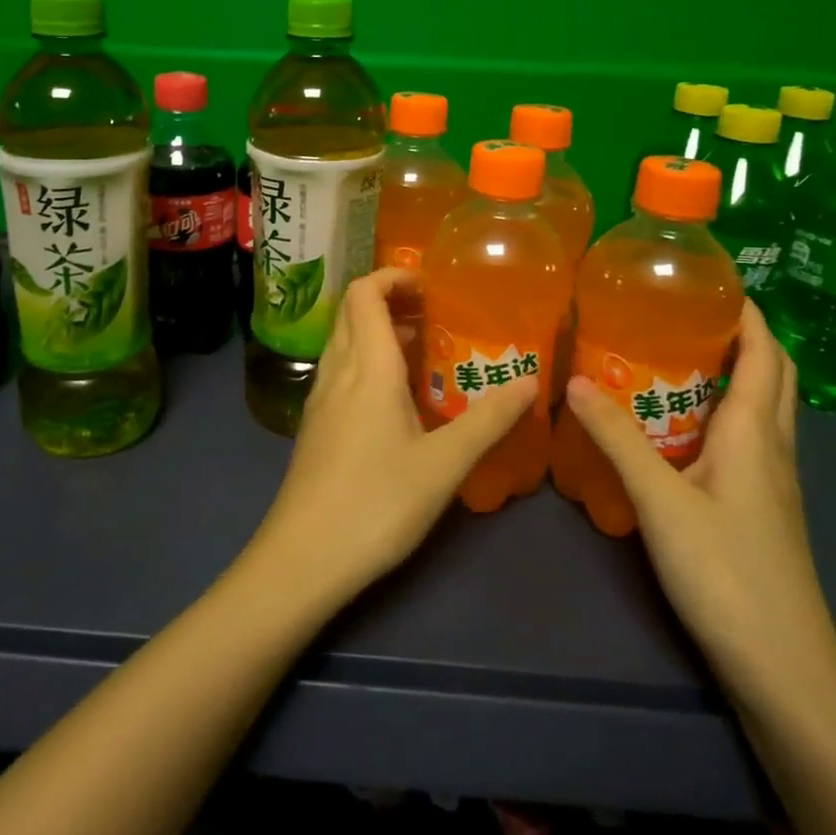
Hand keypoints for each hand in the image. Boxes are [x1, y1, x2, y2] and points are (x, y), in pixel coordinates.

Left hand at [250, 267, 536, 609]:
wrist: (303, 558)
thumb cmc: (376, 503)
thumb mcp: (443, 464)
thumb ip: (488, 419)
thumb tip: (532, 381)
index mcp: (366, 365)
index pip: (364, 291)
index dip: (394, 276)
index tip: (432, 287)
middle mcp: (337, 370)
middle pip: (353, 310)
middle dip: (392, 299)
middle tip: (437, 316)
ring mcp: (321, 398)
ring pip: (346, 341)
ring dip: (380, 331)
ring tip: (426, 353)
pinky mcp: (317, 424)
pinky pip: (342, 371)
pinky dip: (368, 362)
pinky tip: (399, 399)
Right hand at [564, 300, 835, 704]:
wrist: (783, 670)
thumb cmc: (727, 573)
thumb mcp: (660, 500)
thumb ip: (616, 438)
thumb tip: (574, 379)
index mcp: (754, 432)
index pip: (764, 352)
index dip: (747, 311)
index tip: (709, 278)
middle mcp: (772, 447)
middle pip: (774, 373)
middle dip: (743, 334)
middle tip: (686, 312)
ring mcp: (773, 481)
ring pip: (763, 406)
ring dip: (735, 371)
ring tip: (675, 354)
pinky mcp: (763, 508)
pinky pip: (749, 438)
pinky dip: (724, 411)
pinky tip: (679, 424)